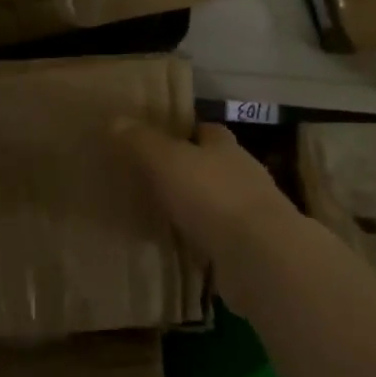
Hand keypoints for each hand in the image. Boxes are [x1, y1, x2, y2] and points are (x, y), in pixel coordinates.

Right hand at [111, 121, 295, 268]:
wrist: (259, 256)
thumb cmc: (213, 196)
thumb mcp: (168, 161)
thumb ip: (142, 142)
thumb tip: (116, 120)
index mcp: (226, 147)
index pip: (207, 131)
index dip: (186, 132)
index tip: (160, 140)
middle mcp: (243, 175)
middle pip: (214, 166)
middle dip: (190, 171)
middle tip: (153, 179)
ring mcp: (250, 215)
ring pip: (217, 204)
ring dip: (196, 209)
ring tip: (162, 215)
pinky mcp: (250, 250)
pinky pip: (220, 240)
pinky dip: (202, 242)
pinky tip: (180, 249)